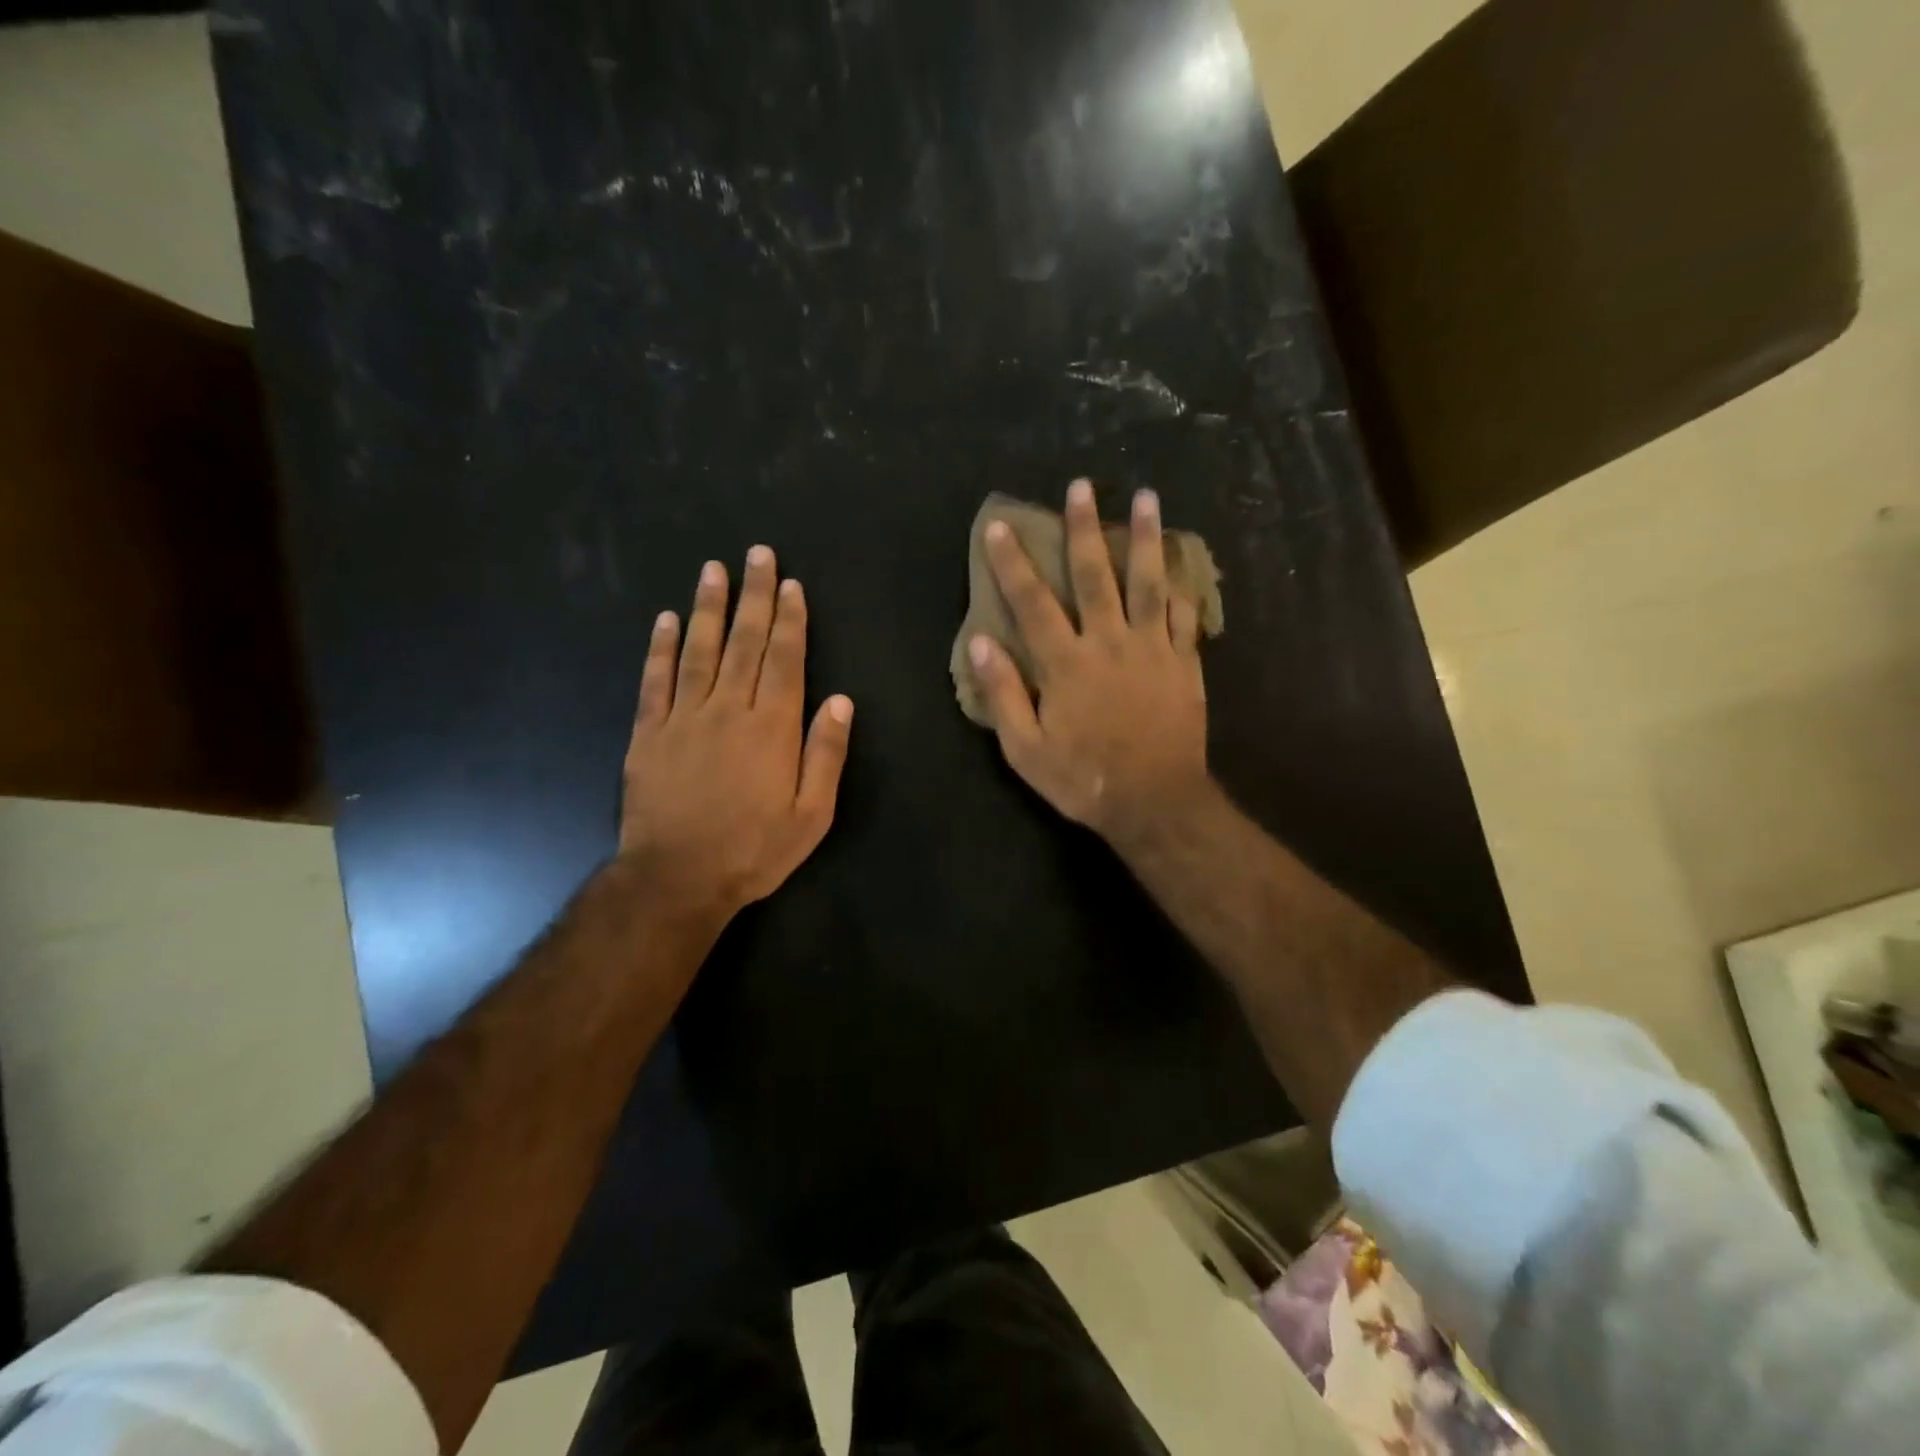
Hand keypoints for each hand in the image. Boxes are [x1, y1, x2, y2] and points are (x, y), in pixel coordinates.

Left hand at [620, 546, 852, 930]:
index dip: (790, 620)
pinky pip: (655, 681)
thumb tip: (840, 701)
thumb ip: (826, 754)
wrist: (678, 878)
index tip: (790, 584)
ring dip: (708, 608)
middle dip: (754, 597)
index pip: (785, 660)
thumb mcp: (812, 815)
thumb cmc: (754, 849)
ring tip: (714, 570)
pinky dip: (660, 648)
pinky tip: (665, 620)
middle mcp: (730, 710)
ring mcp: (685, 718)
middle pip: (745, 643)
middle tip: (757, 555)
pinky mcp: (650, 733)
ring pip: (699, 651)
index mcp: (773, 728)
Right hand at [969, 479, 1208, 849]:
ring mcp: (1152, 650)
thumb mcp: (1025, 749)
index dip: (1014, 563)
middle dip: (1085, 528)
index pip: (1033, 602)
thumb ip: (1003, 694)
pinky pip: (1185, 616)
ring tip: (1148, 498)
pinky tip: (1181, 563)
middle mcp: (1109, 643)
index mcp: (1066, 664)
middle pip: (1095, 576)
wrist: (1155, 802)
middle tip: (1082, 486)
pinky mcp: (1184, 664)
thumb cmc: (1083, 779)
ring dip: (1145, 538)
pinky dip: (1182, 587)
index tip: (1002, 526)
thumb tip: (980, 644)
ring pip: (1148, 583)